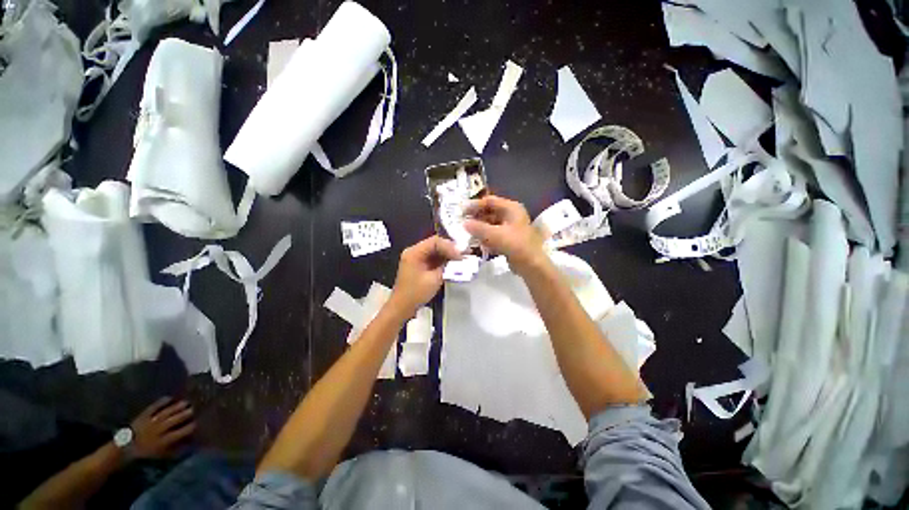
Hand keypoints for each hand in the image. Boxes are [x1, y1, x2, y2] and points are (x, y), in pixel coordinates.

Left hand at [129, 397, 195, 458]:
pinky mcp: (144, 416)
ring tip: (185, 402)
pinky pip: (154, 407)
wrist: (125, 448)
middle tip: (194, 408)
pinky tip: (169, 398)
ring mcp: (151, 421)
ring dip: (176, 407)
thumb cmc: (146, 453)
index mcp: (164, 440)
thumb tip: (189, 443)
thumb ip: (175, 449)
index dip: (191, 427)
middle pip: (174, 420)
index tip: (198, 422)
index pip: (181, 432)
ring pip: (166, 412)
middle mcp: (159, 429)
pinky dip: (161, 402)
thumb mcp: (161, 455)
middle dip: (185, 414)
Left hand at [390, 236, 461, 314]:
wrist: (402, 307)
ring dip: (448, 254)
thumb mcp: (434, 280)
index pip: (435, 241)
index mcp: (414, 252)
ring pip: (436, 250)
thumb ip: (447, 267)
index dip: (449, 246)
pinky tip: (454, 264)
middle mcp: (414, 251)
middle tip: (464, 254)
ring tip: (461, 259)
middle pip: (435, 244)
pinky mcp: (420, 264)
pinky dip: (444, 260)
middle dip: (450, 249)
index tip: (460, 255)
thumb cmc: (415, 294)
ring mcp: (417, 258)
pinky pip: (434, 258)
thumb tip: (459, 260)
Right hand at [463, 195, 545, 274]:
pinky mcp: (510, 238)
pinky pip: (494, 233)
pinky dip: (486, 235)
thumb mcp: (494, 235)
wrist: (531, 264)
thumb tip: (464, 223)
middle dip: (476, 217)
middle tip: (463, 222)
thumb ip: (477, 228)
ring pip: (491, 223)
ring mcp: (511, 227)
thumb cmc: (514, 245)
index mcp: (511, 208)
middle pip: (490, 212)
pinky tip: (477, 241)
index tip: (462, 211)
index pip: (489, 201)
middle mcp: (512, 215)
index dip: (475, 205)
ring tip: (467, 232)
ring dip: (480, 227)